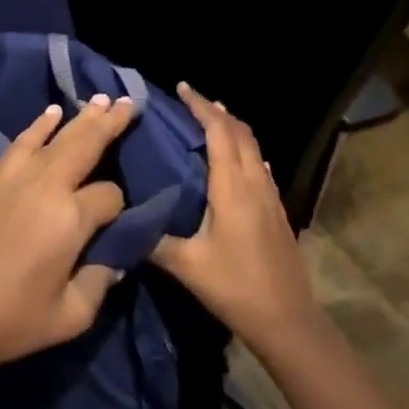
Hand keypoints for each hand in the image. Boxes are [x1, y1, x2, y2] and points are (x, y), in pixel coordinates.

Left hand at [0, 94, 137, 388]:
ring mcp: (16, 181)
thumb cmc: (12, 322)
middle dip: (110, 124)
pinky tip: (51, 113)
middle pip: (85, 145)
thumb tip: (113, 259)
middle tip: (130, 102)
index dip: (119, 207)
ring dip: (80, 117)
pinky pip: (22, 144)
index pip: (109, 196)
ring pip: (56, 138)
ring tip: (101, 99)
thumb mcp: (72, 316)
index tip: (118, 224)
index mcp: (70, 219)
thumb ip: (100, 282)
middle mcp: (46, 188)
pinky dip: (38, 126)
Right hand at [151, 83, 319, 357]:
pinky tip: (234, 162)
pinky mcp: (277, 211)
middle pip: (240, 132)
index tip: (182, 88)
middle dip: (216, 111)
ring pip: (253, 147)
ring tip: (208, 122)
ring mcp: (270, 196)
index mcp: (233, 187)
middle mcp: (254, 183)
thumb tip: (121, 221)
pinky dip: (243, 149)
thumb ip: (152, 240)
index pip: (219, 132)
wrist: (287, 320)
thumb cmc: (235, 287)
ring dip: (232, 128)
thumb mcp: (186, 266)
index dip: (201, 106)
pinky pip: (258, 165)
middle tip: (190, 101)